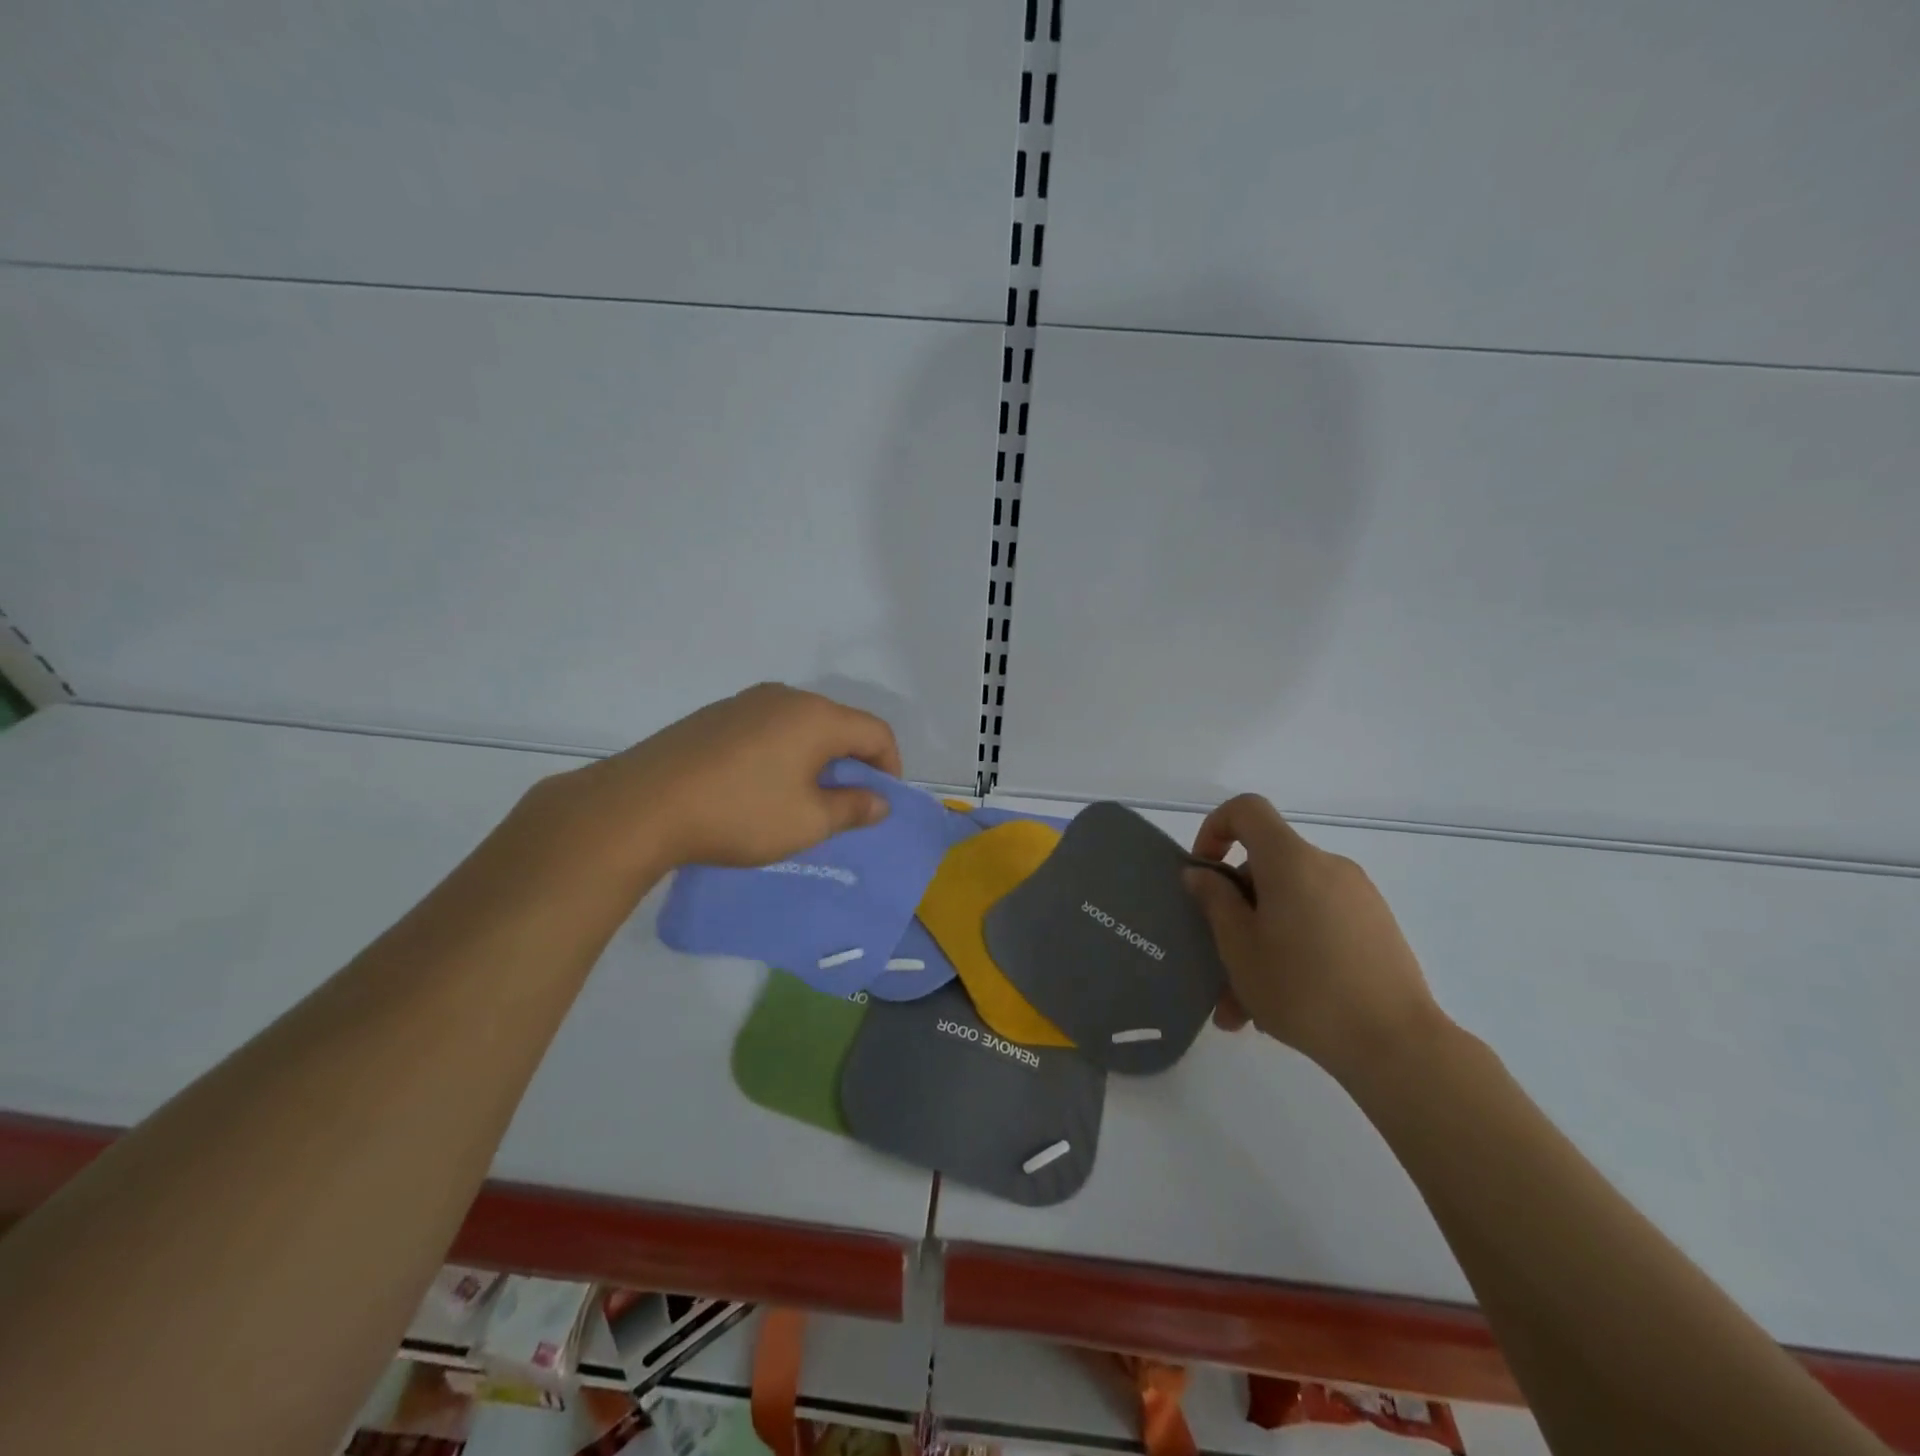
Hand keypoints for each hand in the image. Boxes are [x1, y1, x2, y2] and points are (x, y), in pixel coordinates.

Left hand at [539, 683, 902, 875]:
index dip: (889, 767)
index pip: (875, 732)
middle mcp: (784, 697)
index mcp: (816, 716)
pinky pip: (766, 729)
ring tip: (800, 799)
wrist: (641, 805)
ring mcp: (745, 702)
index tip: (879, 803)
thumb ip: (852, 809)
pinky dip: (781, 754)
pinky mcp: (714, 716)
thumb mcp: (807, 822)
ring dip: (814, 758)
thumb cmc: (739, 813)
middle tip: (843, 805)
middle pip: (838, 724)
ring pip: (800, 726)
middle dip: (851, 763)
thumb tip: (880, 801)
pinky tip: (758, 787)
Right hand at [1184, 793, 1443, 1079]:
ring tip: (1244, 1009)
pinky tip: (1282, 1010)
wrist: (1398, 1047)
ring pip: (1289, 907)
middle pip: (1265, 869)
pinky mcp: (1376, 930)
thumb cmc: (1303, 989)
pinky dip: (1292, 952)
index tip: (1203, 875)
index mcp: (1291, 861)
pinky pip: (1318, 926)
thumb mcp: (1239, 947)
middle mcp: (1328, 866)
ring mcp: (1358, 898)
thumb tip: (1202, 874)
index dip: (1215, 829)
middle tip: (1217, 965)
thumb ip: (1215, 901)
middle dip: (1234, 912)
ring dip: (1260, 945)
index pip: (1247, 810)